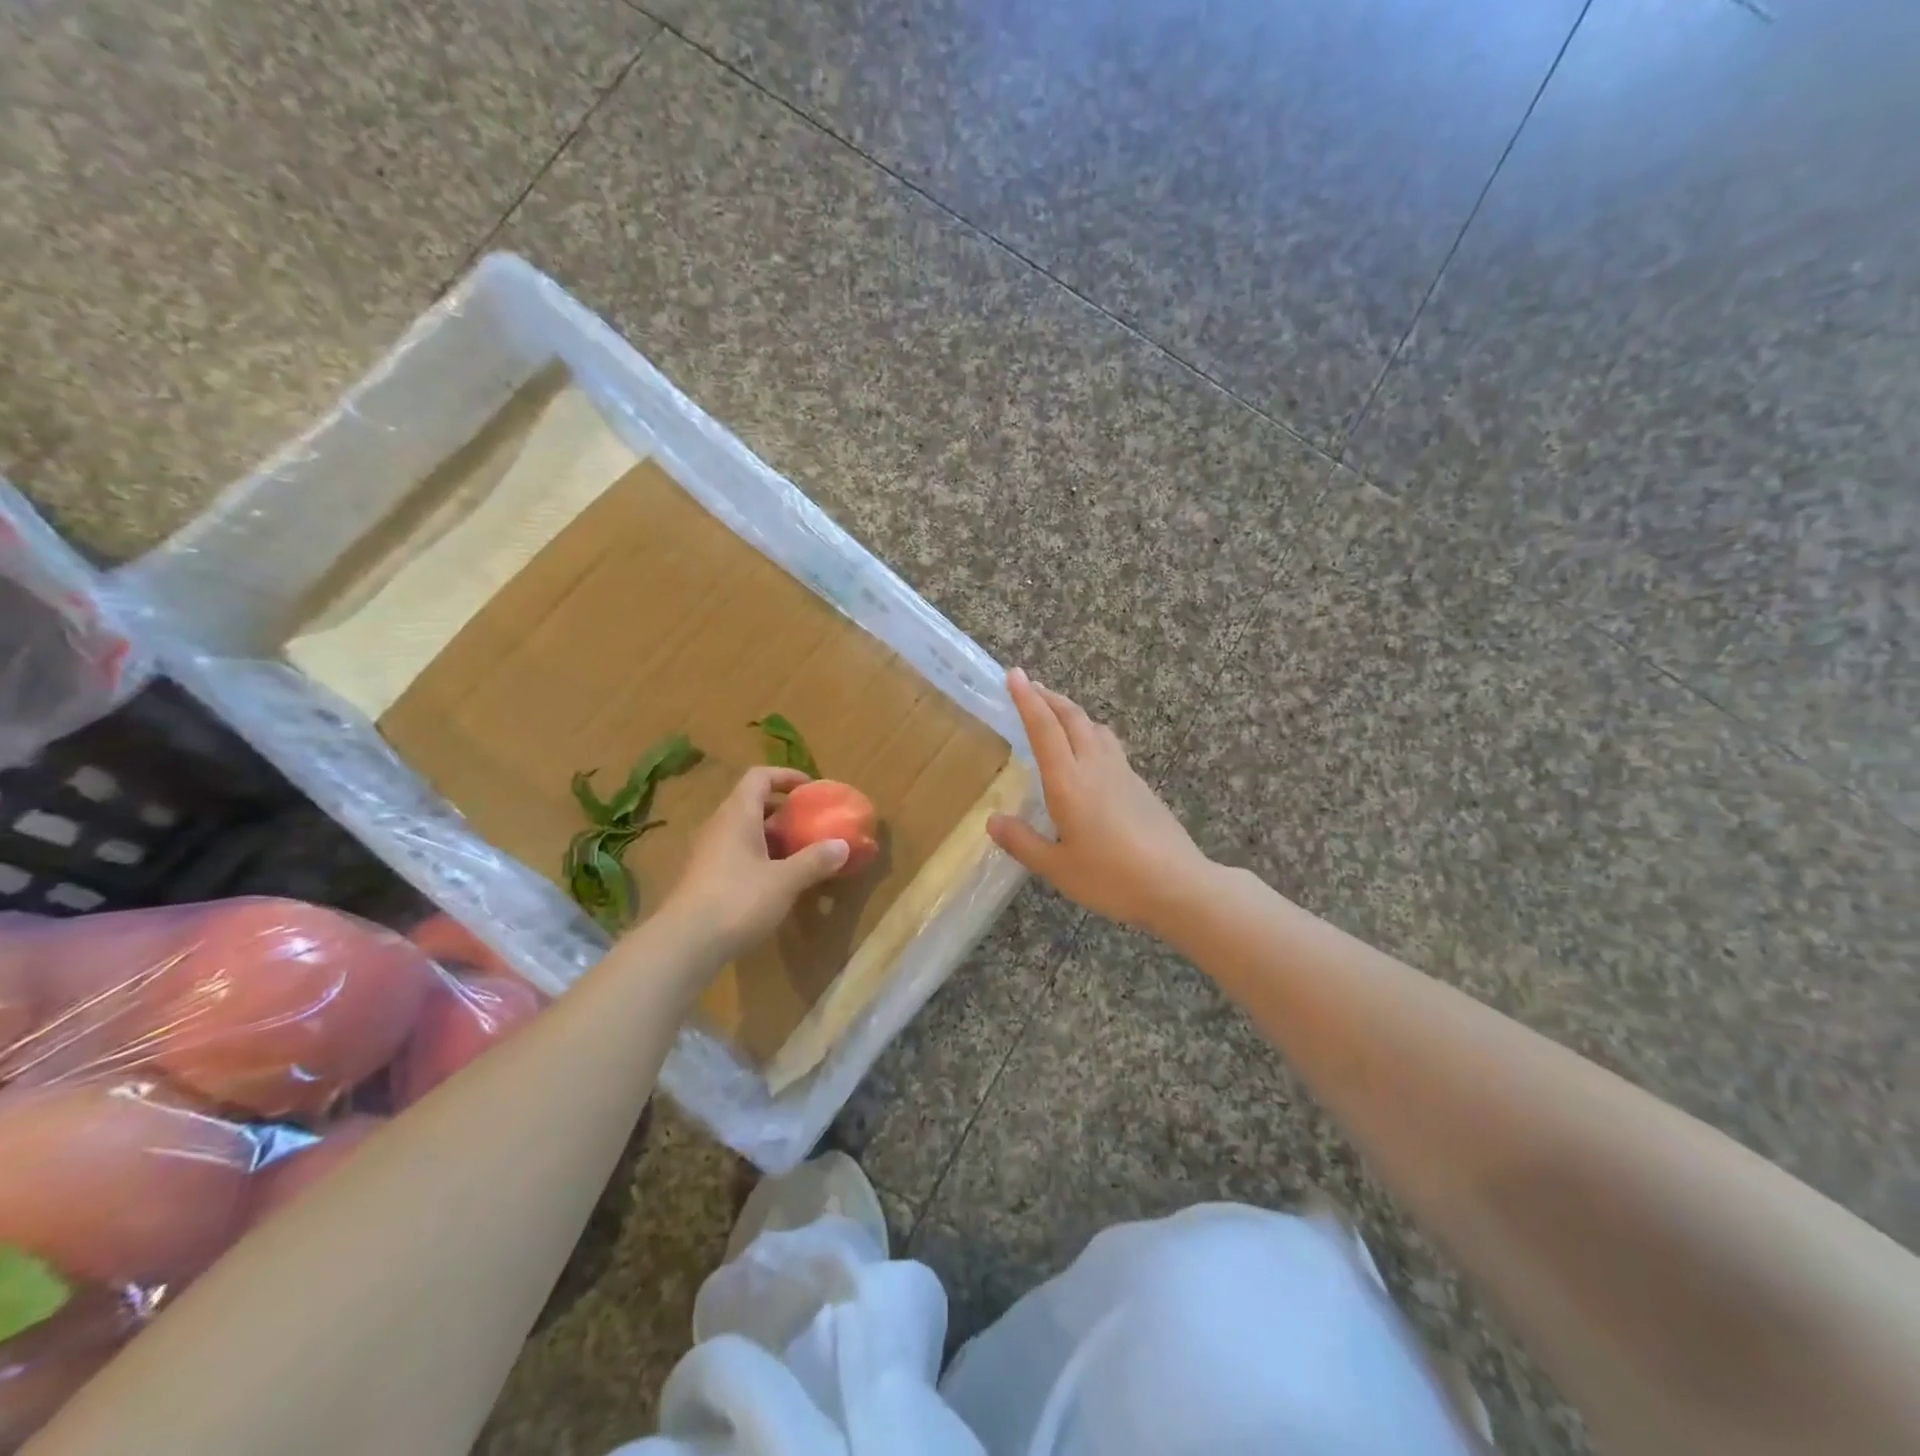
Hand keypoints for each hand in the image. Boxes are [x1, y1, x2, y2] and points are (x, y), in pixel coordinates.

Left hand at [660, 767, 849, 962]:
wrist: (684, 945)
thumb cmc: (737, 901)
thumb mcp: (785, 881)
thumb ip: (814, 861)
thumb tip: (843, 845)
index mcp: (738, 815)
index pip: (759, 777)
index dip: (786, 776)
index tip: (811, 788)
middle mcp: (720, 827)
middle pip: (752, 804)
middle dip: (783, 810)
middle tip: (810, 824)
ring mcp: (708, 853)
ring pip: (745, 832)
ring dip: (773, 837)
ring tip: (800, 853)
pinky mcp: (705, 879)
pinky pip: (737, 855)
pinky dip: (760, 858)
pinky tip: (777, 882)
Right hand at [988, 668, 1213, 936]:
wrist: (1177, 883)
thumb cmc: (1112, 877)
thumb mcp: (1058, 867)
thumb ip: (1023, 842)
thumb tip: (992, 820)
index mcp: (1069, 782)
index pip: (1044, 728)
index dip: (1027, 700)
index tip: (1014, 675)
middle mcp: (1095, 766)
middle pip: (1072, 717)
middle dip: (1049, 697)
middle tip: (1030, 687)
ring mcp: (1122, 773)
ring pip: (1094, 727)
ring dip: (1071, 712)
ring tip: (1056, 713)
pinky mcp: (1139, 785)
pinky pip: (1109, 745)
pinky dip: (1089, 733)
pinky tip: (1088, 752)